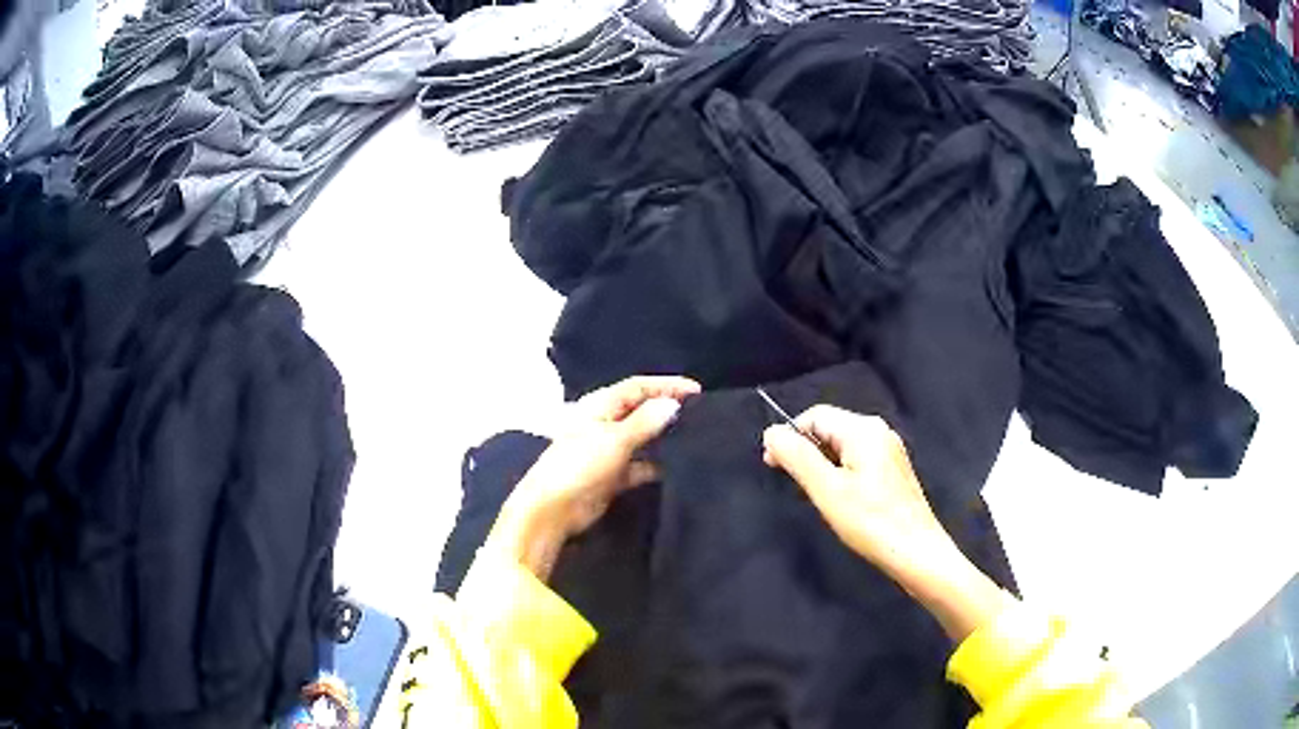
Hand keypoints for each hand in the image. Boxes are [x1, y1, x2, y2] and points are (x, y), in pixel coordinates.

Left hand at [489, 375, 700, 579]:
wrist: (553, 510)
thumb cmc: (579, 466)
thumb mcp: (615, 439)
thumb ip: (645, 422)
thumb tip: (672, 404)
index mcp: (600, 406)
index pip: (638, 387)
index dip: (667, 386)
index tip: (698, 392)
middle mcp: (605, 423)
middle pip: (641, 410)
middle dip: (667, 410)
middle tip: (701, 414)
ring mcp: (608, 451)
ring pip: (643, 438)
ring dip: (663, 438)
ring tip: (696, 438)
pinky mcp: (613, 476)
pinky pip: (640, 465)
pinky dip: (656, 465)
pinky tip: (678, 468)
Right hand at [762, 405, 1005, 640]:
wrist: (916, 553)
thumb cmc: (870, 522)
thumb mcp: (827, 490)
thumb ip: (797, 457)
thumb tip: (771, 432)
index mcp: (864, 429)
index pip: (814, 416)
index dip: (790, 437)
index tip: (773, 466)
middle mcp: (879, 431)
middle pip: (830, 428)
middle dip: (806, 451)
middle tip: (793, 484)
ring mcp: (889, 451)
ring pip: (843, 446)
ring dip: (822, 464)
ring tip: (816, 495)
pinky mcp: (894, 471)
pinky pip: (857, 460)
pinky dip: (841, 473)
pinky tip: (840, 500)